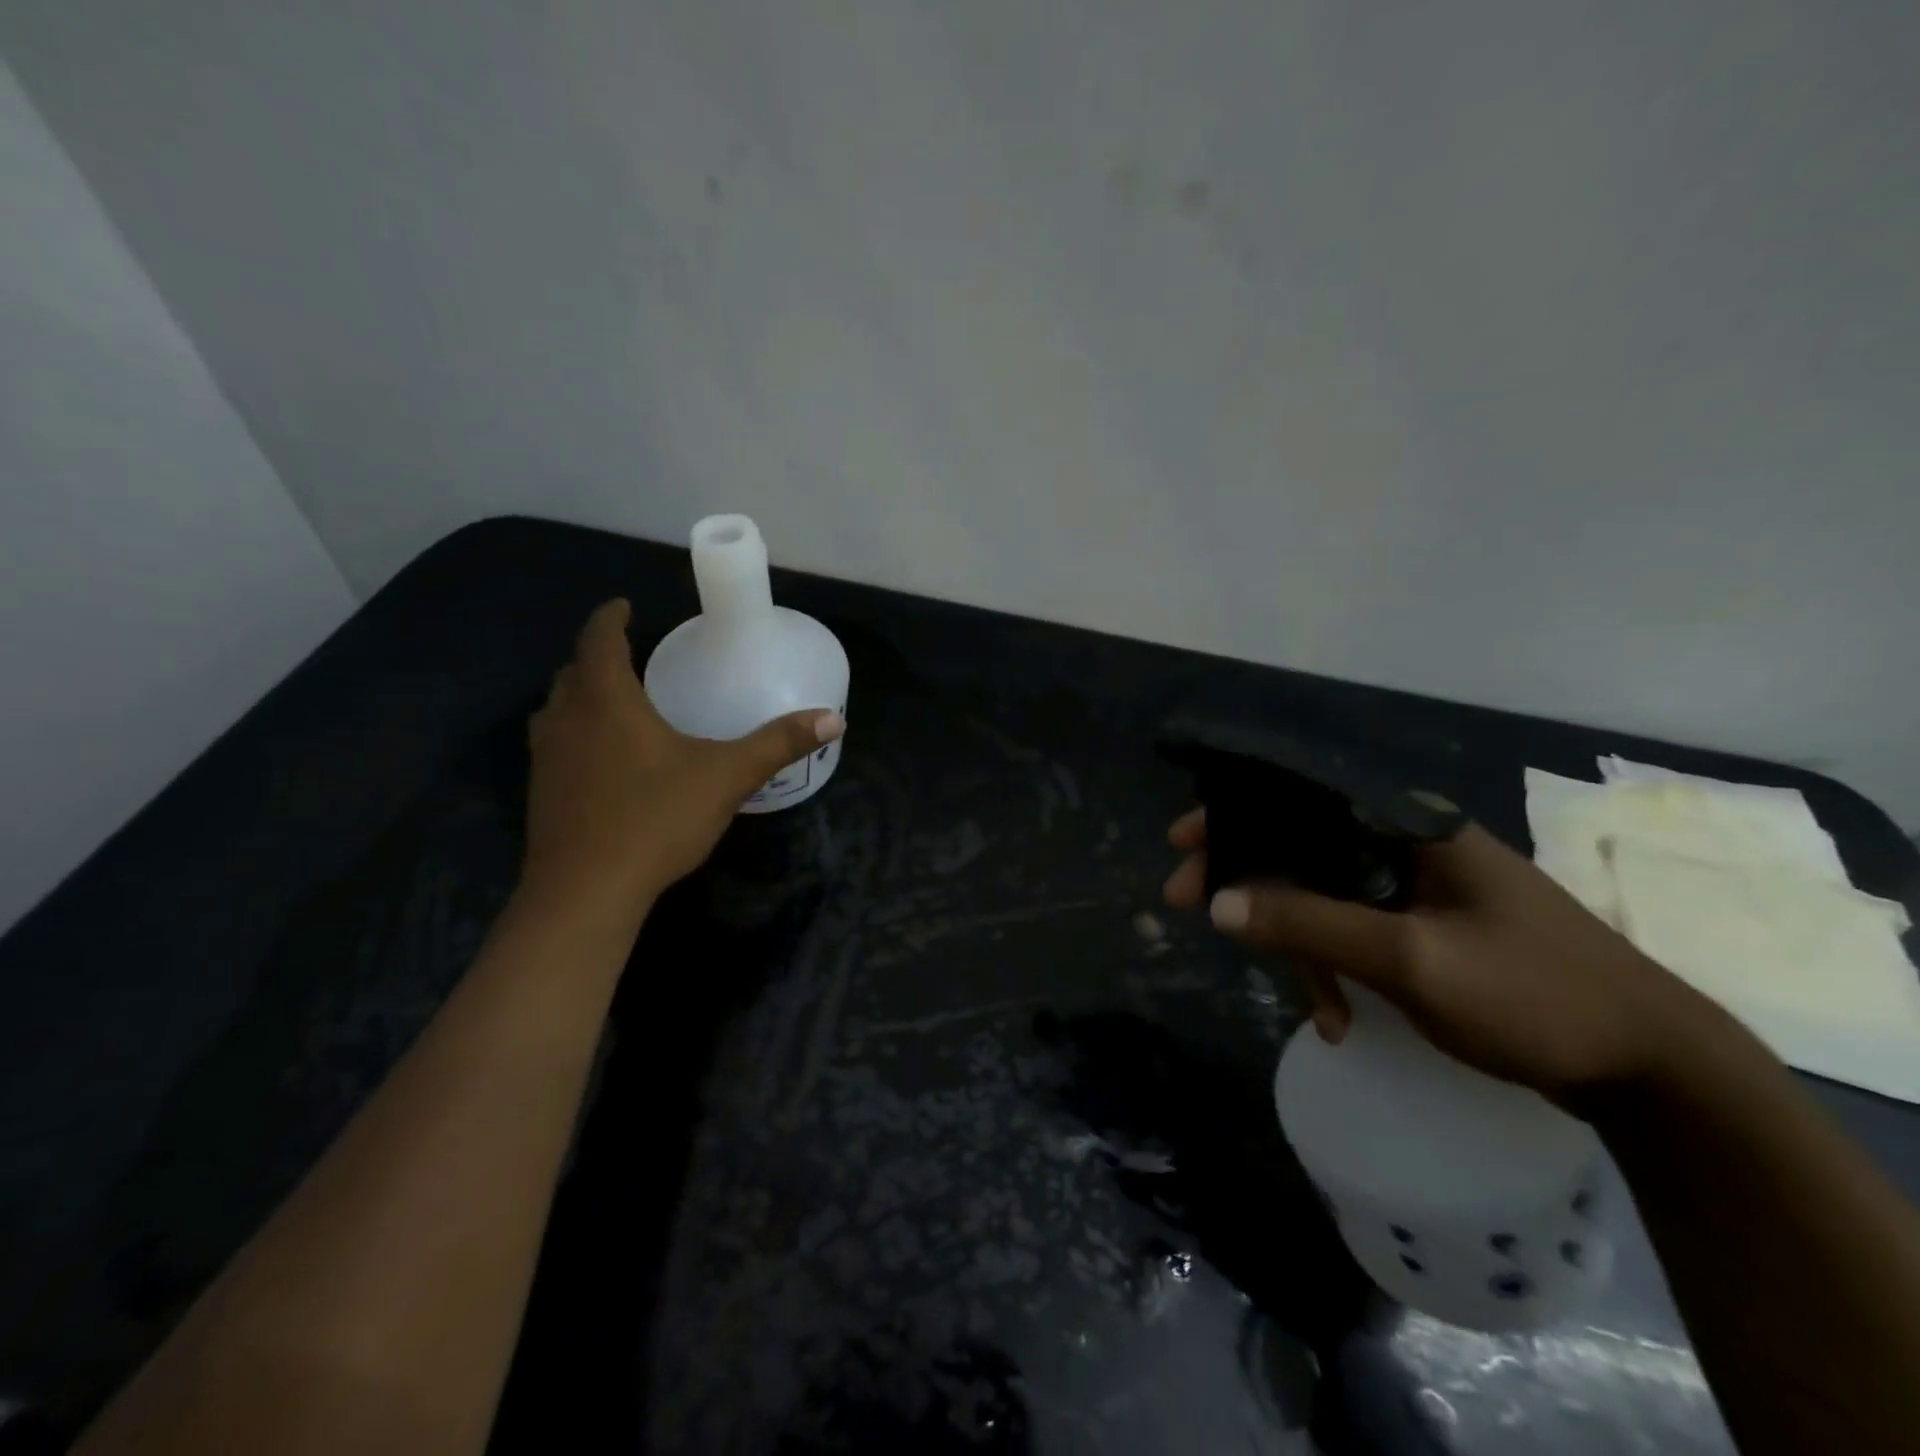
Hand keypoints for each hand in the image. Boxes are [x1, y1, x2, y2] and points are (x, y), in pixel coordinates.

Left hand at [520, 600, 843, 919]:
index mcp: (607, 700)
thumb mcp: (728, 776)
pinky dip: (576, 732)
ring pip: (557, 708)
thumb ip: (779, 743)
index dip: (610, 617)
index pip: (599, 639)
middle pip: (573, 671)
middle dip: (598, 656)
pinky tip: (604, 759)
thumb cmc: (656, 818)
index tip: (624, 606)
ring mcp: (547, 757)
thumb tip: (834, 719)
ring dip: (581, 694)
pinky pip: (555, 743)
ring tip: (615, 700)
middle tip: (632, 655)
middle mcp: (567, 718)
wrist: (586, 892)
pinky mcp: (541, 792)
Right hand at [1163, 806, 1718, 1106]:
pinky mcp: (1426, 929)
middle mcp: (1408, 845)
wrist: (1653, 1068)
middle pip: (1303, 848)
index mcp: (1410, 827)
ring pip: (1325, 897)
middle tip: (1190, 908)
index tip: (1183, 844)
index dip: (1234, 815)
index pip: (1301, 799)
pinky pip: (1354, 931)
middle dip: (1250, 885)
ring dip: (1300, 946)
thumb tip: (1220, 903)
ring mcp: (1419, 890)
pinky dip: (1336, 968)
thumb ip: (1312, 926)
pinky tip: (1338, 1016)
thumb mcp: (1412, 961)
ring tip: (1311, 1008)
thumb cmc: (1535, 996)